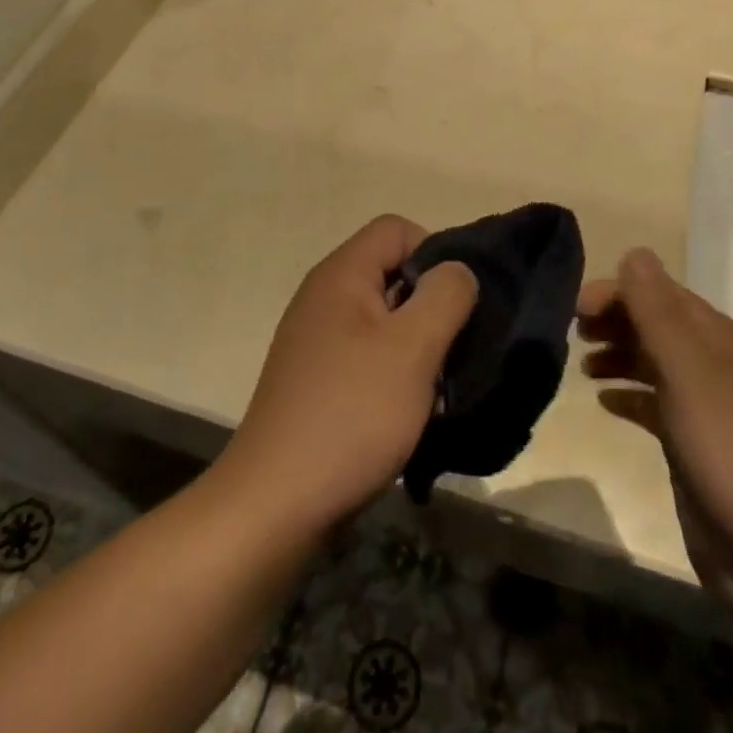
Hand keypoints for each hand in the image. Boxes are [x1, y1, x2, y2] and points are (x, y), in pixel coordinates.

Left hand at [220, 216, 476, 536]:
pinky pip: (367, 356)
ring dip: (417, 346)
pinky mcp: (317, 380)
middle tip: (453, 350)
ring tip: (435, 388)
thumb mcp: (412, 348)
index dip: (435, 253)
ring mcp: (316, 340)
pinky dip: (394, 373)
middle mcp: (324, 297)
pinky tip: (408, 412)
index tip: (455, 304)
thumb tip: (457, 270)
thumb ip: (445, 296)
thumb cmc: (351, 414)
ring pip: (385, 320)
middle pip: (392, 273)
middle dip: (431, 305)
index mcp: (341, 275)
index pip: (397, 229)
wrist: (276, 503)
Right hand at [577, 248, 732, 605]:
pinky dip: (630, 396)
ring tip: (582, 364)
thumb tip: (635, 252)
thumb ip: (659, 311)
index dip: (618, 292)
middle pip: (656, 325)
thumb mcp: (691, 371)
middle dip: (615, 320)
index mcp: (717, 339)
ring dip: (619, 355)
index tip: (576, 309)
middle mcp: (713, 366)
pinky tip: (605, 402)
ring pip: (654, 364)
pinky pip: (655, 407)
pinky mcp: (696, 450)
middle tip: (573, 333)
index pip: (660, 293)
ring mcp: (706, 410)